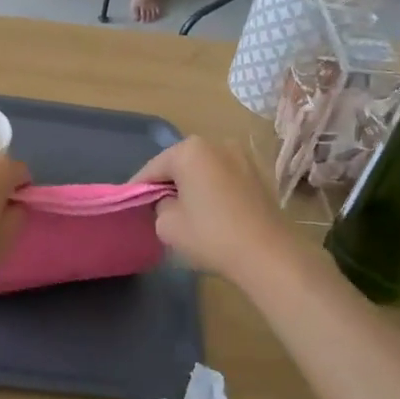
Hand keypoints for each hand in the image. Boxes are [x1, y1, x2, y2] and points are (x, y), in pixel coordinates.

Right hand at [133, 137, 291, 282]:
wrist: (269, 254)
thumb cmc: (212, 236)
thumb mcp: (167, 225)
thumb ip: (159, 206)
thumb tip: (169, 202)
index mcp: (190, 150)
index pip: (153, 168)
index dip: (138, 188)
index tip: (130, 203)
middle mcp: (217, 143)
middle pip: (180, 163)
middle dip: (168, 183)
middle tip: (156, 207)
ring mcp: (242, 156)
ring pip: (204, 169)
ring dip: (193, 185)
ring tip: (185, 210)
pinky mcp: (259, 174)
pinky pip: (224, 177)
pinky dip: (214, 189)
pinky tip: (212, 211)